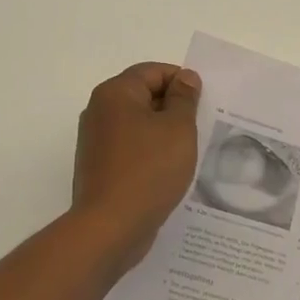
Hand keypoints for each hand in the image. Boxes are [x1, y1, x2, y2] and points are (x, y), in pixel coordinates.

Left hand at [72, 63, 202, 270]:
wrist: (110, 228)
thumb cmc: (148, 170)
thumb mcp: (178, 128)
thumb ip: (184, 98)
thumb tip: (185, 78)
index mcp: (115, 93)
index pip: (153, 71)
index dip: (181, 82)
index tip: (204, 103)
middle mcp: (99, 110)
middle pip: (143, 95)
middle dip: (173, 107)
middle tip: (201, 126)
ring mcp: (96, 140)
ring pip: (138, 124)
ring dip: (163, 132)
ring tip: (188, 151)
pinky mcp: (98, 167)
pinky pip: (130, 148)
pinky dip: (150, 153)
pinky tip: (168, 171)